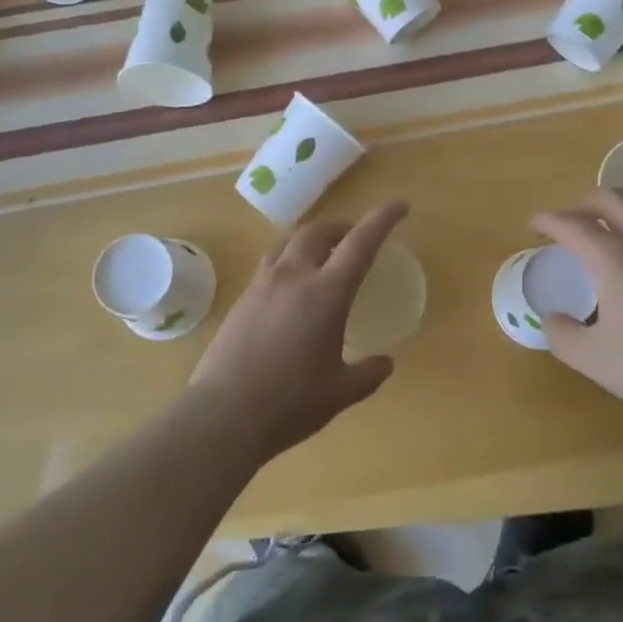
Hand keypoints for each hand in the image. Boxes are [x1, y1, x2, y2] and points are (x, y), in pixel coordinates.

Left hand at [189, 201, 404, 458]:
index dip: (382, 219)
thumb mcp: (340, 393)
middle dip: (343, 226)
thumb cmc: (290, 403)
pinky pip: (271, 261)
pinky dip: (290, 257)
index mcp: (326, 293)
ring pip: (290, 240)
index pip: (361, 242)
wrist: (223, 415)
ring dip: (313, 238)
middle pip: (320, 231)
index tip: (399, 205)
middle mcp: (294, 276)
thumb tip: (385, 362)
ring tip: (324, 253)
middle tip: (356, 236)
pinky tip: (292, 283)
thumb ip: (368, 374)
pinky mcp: (243, 297)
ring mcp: (263, 283)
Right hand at [533, 190, 622, 422]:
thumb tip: (551, 319)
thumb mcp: (596, 361)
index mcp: (614, 258)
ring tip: (620, 221)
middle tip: (572, 217)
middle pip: (613, 199)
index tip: (534, 225)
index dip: (549, 221)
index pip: (573, 225)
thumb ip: (564, 337)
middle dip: (585, 202)